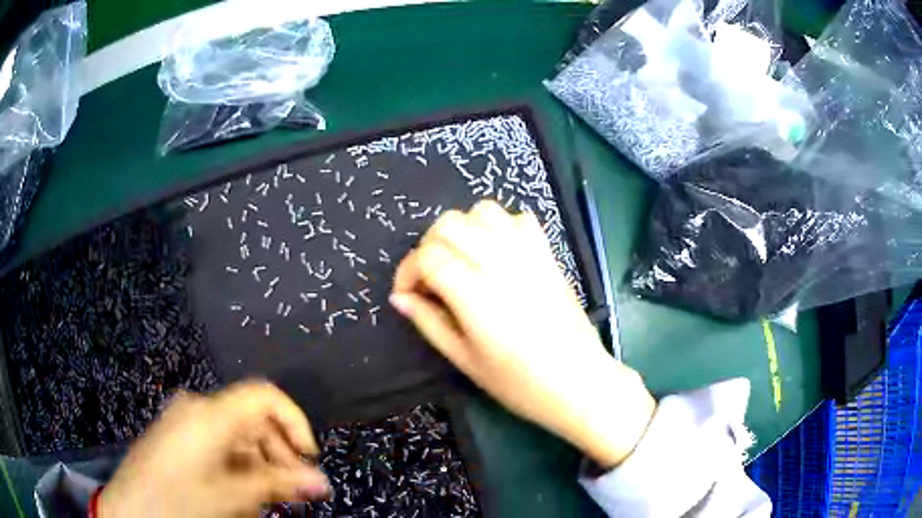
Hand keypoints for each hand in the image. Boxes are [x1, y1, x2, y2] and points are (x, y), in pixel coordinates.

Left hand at [100, 381, 330, 517]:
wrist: (131, 511)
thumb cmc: (179, 501)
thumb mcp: (231, 496)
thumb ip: (277, 485)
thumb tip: (320, 482)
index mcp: (210, 414)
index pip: (264, 396)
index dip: (294, 422)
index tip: (309, 457)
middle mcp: (197, 409)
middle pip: (252, 419)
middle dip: (278, 454)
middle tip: (292, 491)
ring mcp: (184, 422)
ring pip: (236, 436)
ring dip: (258, 466)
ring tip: (264, 499)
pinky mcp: (177, 437)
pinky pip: (218, 445)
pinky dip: (237, 467)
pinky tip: (238, 495)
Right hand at [391, 201, 655, 467]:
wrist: (578, 381)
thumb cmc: (519, 382)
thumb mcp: (465, 359)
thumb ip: (429, 322)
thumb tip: (399, 298)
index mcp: (474, 293)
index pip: (427, 256)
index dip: (408, 271)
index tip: (408, 295)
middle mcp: (499, 262)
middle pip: (449, 224)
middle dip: (429, 247)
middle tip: (431, 280)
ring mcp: (527, 253)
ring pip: (482, 211)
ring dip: (463, 230)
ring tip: (462, 261)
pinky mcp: (547, 254)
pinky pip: (518, 218)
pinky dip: (499, 227)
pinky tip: (497, 254)